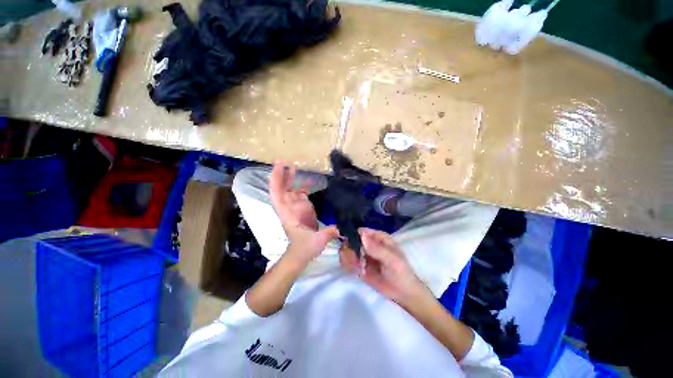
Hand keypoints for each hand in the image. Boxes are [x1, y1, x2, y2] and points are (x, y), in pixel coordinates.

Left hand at [269, 161, 338, 263]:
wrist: (301, 254)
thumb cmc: (305, 248)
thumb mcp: (317, 241)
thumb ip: (329, 232)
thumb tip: (343, 227)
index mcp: (288, 213)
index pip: (278, 195)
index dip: (277, 180)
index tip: (280, 167)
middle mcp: (289, 207)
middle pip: (281, 189)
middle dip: (280, 175)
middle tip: (284, 161)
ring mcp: (295, 207)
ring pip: (289, 190)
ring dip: (290, 178)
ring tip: (294, 166)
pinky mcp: (302, 208)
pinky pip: (300, 193)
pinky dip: (302, 185)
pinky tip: (308, 179)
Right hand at [340, 228, 429, 306]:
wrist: (403, 294)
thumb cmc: (401, 272)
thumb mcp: (391, 260)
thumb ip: (376, 249)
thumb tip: (361, 236)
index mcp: (379, 238)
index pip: (362, 232)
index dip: (353, 235)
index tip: (347, 243)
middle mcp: (369, 244)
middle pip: (352, 241)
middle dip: (349, 249)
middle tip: (354, 259)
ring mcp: (364, 256)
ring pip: (349, 251)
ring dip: (348, 258)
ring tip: (358, 267)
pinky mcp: (360, 267)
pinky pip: (349, 262)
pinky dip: (348, 265)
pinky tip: (356, 271)